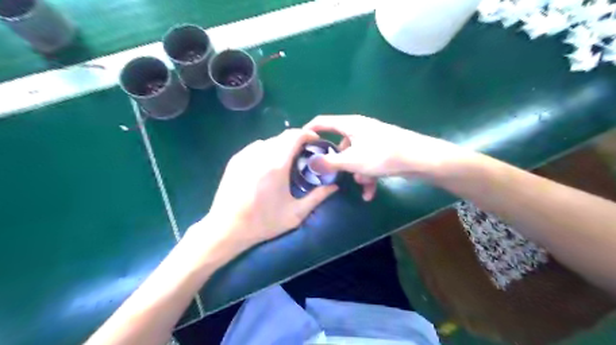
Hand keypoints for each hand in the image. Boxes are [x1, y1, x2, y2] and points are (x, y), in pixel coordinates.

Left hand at [192, 129, 336, 256]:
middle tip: (303, 155)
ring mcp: (245, 155)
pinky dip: (266, 150)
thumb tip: (334, 186)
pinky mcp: (235, 160)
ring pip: (268, 141)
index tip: (315, 142)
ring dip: (280, 146)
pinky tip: (266, 166)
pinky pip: (255, 147)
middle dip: (296, 141)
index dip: (308, 134)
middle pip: (282, 136)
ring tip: (285, 161)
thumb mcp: (295, 214)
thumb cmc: (263, 222)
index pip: (294, 136)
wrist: (227, 228)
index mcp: (277, 164)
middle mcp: (260, 154)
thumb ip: (317, 197)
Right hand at [302, 115, 466, 198]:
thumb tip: (310, 163)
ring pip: (356, 156)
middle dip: (338, 160)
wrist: (420, 159)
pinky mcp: (384, 150)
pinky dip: (368, 175)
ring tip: (363, 184)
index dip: (310, 130)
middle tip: (332, 173)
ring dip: (356, 172)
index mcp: (350, 124)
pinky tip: (370, 193)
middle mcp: (361, 129)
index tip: (301, 143)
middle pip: (340, 142)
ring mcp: (373, 139)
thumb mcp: (352, 161)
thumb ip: (329, 162)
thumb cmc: (382, 155)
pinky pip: (369, 162)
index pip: (323, 121)